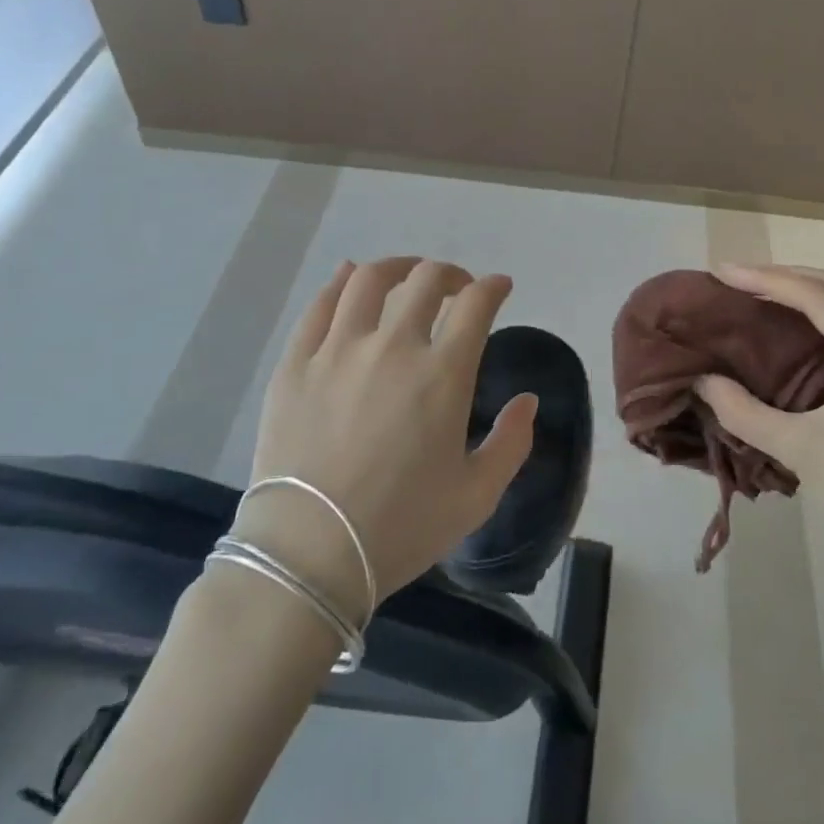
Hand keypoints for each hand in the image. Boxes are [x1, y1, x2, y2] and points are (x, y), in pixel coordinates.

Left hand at [232, 258, 535, 620]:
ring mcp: (337, 350)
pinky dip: (340, 283)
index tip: (499, 287)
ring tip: (406, 277)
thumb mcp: (476, 496)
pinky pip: (320, 305)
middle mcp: (392, 347)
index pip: (475, 304)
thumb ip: (512, 443)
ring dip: (397, 268)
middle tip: (457, 288)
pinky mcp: (295, 364)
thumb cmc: (401, 527)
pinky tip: (349, 279)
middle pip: (425, 280)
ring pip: (369, 280)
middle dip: (450, 274)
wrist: (308, 555)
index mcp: (442, 374)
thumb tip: (528, 400)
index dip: (493, 287)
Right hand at [696, 264, 823, 585]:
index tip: (722, 272)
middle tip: (736, 279)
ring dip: (807, 291)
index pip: (819, 297)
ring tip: (759, 293)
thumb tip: (700, 380)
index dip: (766, 279)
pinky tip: (796, 325)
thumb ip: (742, 411)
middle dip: (785, 276)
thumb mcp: (797, 450)